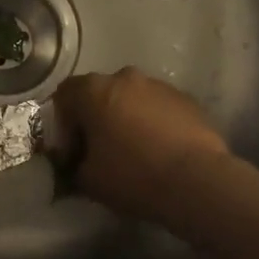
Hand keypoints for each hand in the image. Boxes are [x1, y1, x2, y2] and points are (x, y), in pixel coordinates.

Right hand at [50, 68, 229, 219]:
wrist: (196, 180)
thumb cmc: (133, 175)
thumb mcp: (88, 180)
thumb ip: (72, 167)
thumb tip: (74, 165)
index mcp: (94, 90)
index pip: (64, 95)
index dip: (62, 124)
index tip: (71, 153)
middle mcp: (125, 77)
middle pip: (100, 93)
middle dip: (95, 118)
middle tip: (99, 151)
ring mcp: (159, 85)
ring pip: (131, 98)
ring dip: (125, 118)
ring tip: (133, 152)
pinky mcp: (186, 99)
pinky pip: (158, 108)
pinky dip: (152, 123)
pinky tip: (159, 151)